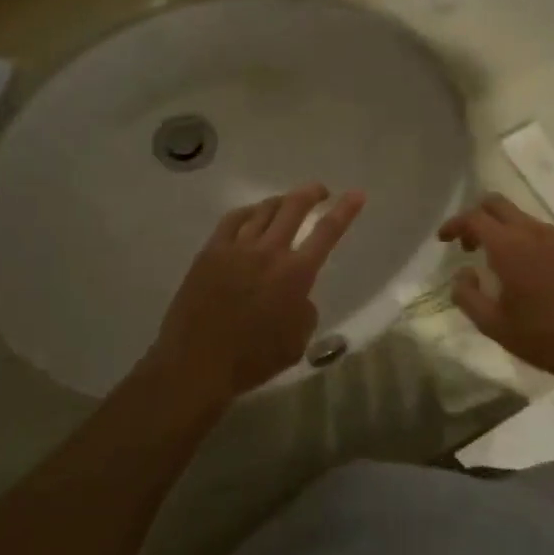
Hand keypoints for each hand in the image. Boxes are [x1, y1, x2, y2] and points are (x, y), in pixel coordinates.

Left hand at [144, 185, 365, 401]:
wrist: (197, 363)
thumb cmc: (252, 360)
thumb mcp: (297, 342)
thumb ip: (304, 311)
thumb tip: (297, 295)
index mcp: (295, 274)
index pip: (327, 232)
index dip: (345, 211)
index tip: (356, 194)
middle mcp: (268, 251)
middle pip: (294, 207)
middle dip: (311, 193)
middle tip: (321, 191)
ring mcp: (236, 248)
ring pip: (263, 210)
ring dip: (280, 201)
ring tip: (287, 202)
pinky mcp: (210, 252)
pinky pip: (232, 220)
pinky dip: (248, 212)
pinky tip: (251, 214)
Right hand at [438, 194, 553, 386]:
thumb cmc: (542, 337)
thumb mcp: (493, 324)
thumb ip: (467, 295)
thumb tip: (463, 274)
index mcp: (509, 246)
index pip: (474, 218)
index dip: (454, 225)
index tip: (443, 239)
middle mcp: (534, 232)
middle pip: (497, 204)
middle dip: (477, 218)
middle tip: (468, 245)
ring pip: (521, 217)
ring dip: (502, 229)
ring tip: (495, 261)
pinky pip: (542, 232)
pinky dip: (524, 239)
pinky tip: (525, 270)